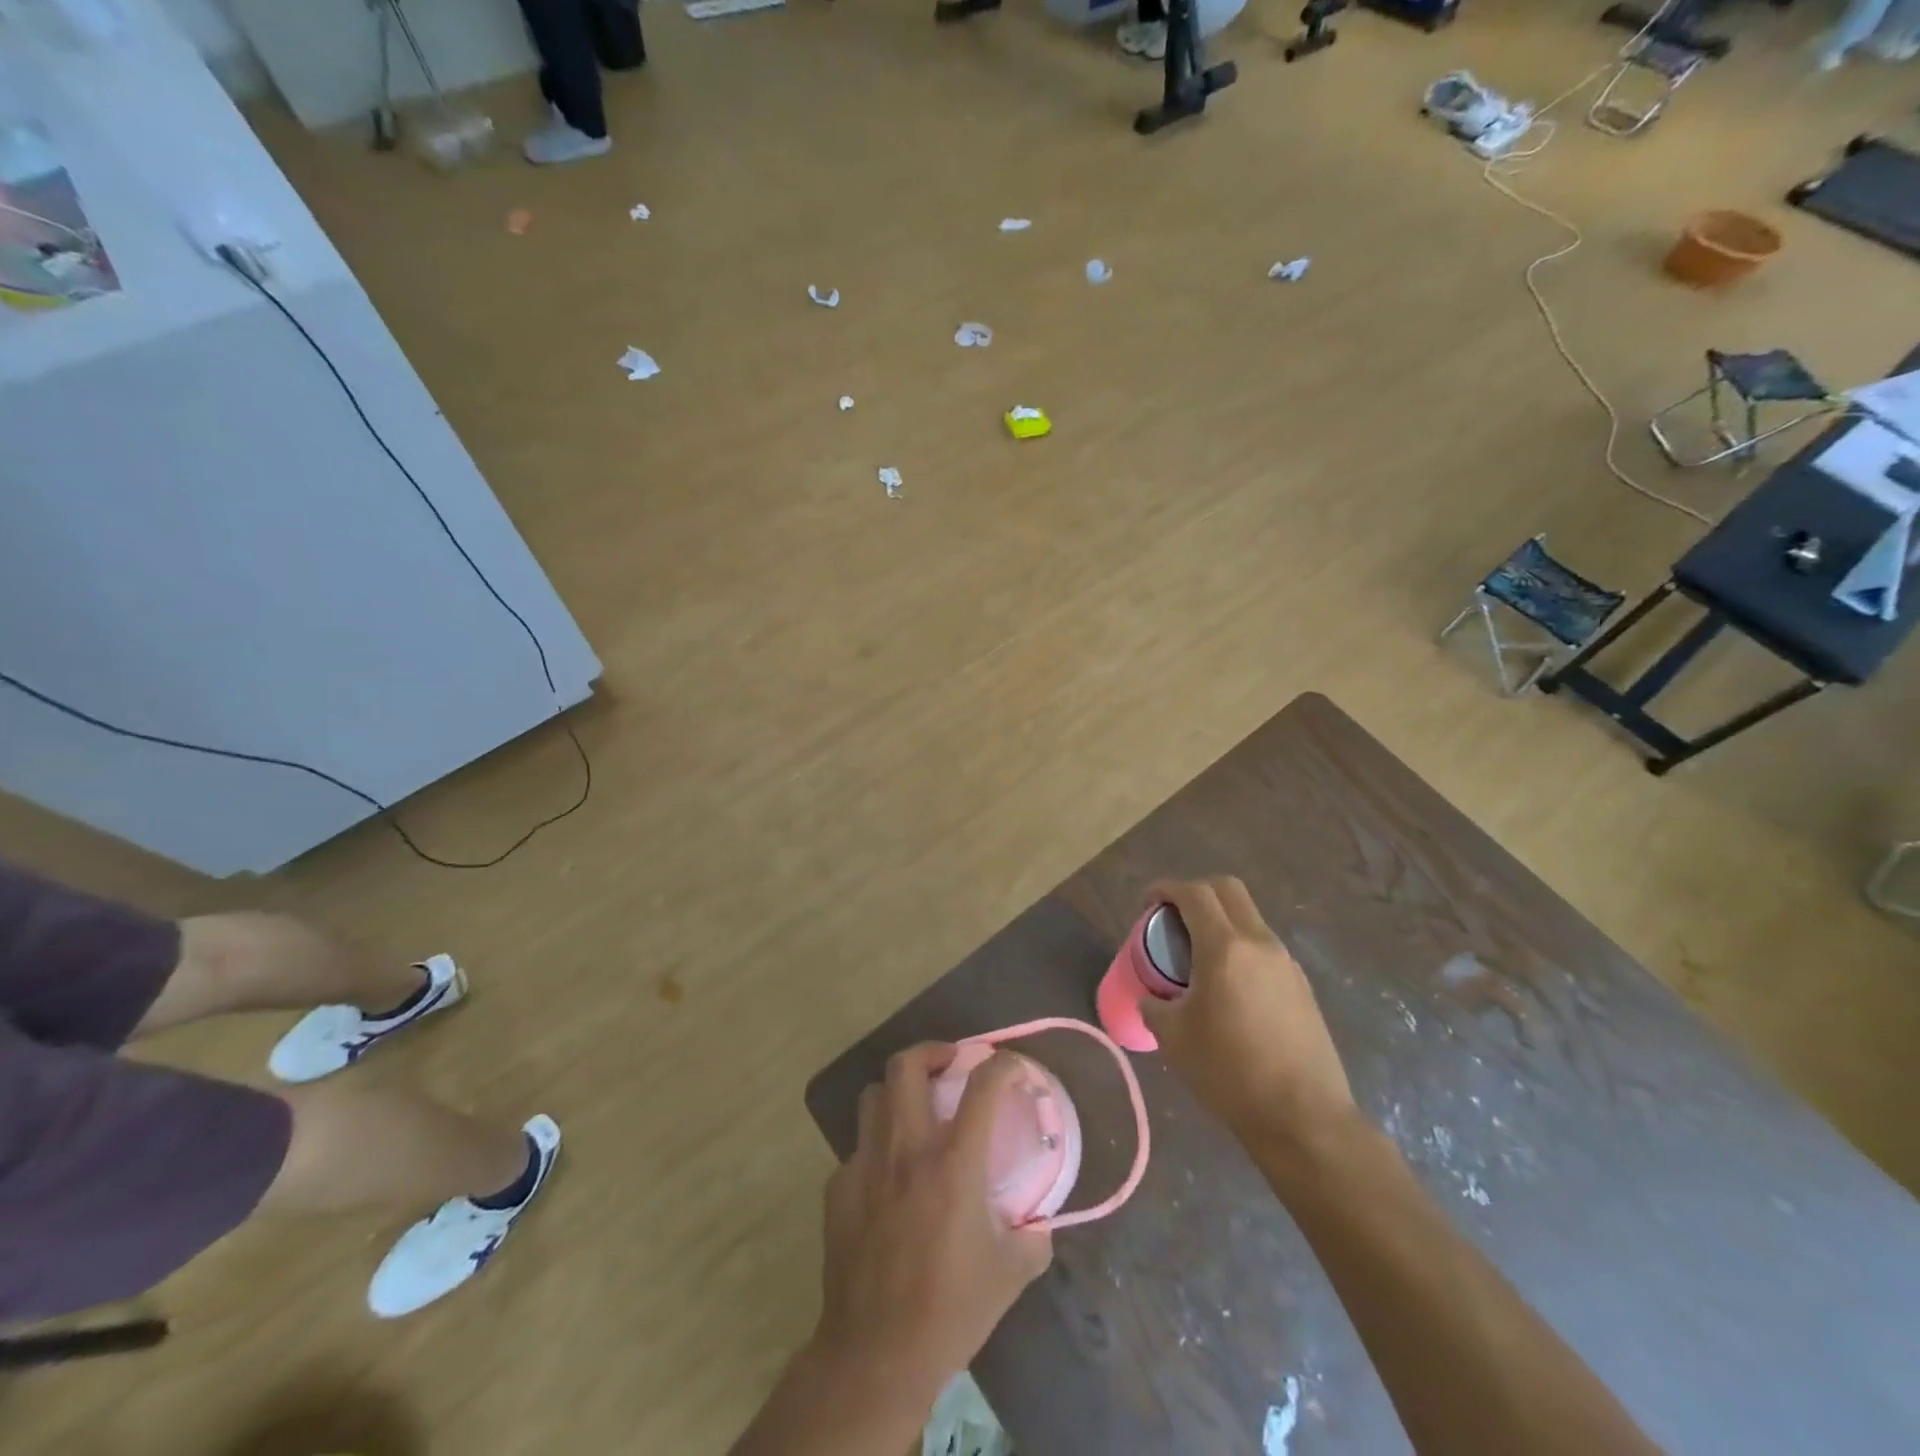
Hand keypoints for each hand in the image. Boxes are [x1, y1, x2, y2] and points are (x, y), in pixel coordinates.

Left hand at [812, 1043, 1053, 1403]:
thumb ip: (1033, 1236)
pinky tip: (889, 1177)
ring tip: (916, 1107)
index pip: (983, 1086)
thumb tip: (1039, 1220)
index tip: (1014, 1068)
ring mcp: (865, 1164)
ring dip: (899, 1090)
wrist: (875, 1355)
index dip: (1004, 1066)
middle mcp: (906, 1149)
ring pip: (874, 1095)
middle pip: (907, 1065)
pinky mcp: (838, 1187)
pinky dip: (878, 1146)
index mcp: (953, 1163)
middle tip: (951, 1063)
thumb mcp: (1010, 1274)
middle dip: (932, 1051)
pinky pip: (858, 1147)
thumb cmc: (950, 1310)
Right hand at [1140, 877, 1358, 1153]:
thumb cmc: (1230, 1073)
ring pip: (1249, 916)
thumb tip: (1150, 998)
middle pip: (1227, 889)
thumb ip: (1154, 1006)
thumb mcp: (1174, 1038)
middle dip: (1195, 891)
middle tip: (1172, 917)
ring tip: (1197, 954)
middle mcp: (1259, 943)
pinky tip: (1228, 984)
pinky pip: (1264, 945)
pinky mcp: (1302, 985)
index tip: (1146, 903)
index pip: (1193, 893)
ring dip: (1220, 919)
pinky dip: (1240, 945)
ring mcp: (1286, 963)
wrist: (1304, 1118)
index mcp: (1225, 948)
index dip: (1165, 889)